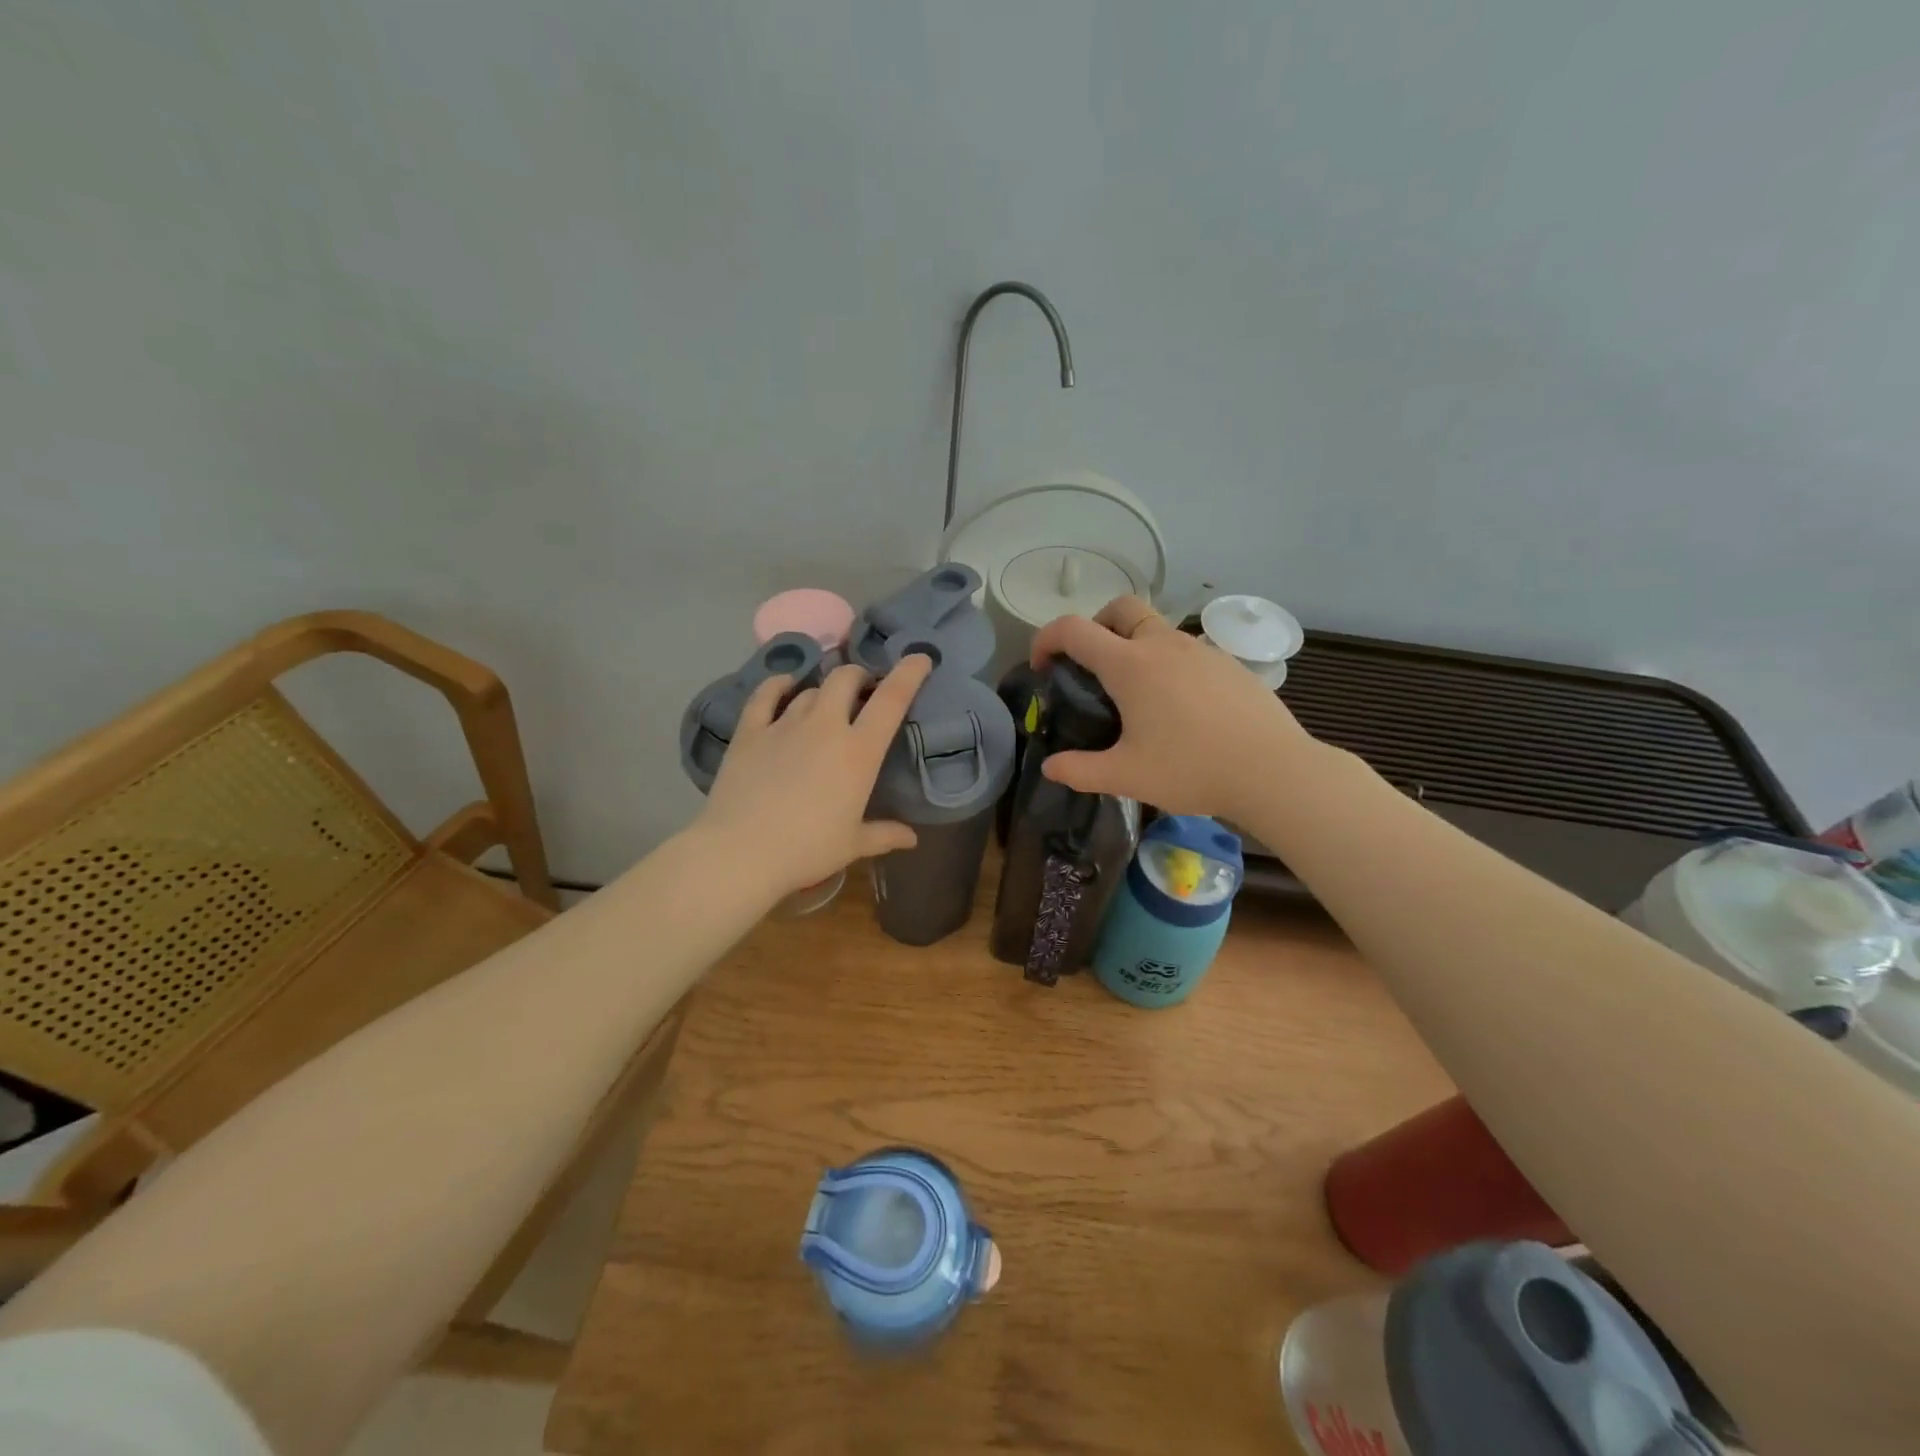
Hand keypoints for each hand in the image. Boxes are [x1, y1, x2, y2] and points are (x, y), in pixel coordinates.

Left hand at [695, 655, 934, 899]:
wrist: (741, 852)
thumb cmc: (807, 849)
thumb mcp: (852, 845)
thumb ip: (884, 834)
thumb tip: (911, 838)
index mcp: (859, 752)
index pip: (891, 699)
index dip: (909, 673)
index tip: (919, 658)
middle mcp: (825, 726)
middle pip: (845, 678)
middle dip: (859, 676)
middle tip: (863, 690)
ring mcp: (784, 724)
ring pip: (810, 689)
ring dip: (823, 691)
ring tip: (825, 704)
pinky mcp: (750, 731)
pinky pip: (766, 695)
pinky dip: (777, 684)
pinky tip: (783, 684)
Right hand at [1027, 596, 1319, 817]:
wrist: (1273, 770)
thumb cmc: (1192, 769)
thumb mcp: (1126, 776)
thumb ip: (1080, 770)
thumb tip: (1050, 767)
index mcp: (1130, 665)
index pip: (1073, 629)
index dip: (1046, 639)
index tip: (1041, 666)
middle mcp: (1163, 645)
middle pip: (1120, 608)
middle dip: (1096, 626)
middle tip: (1092, 667)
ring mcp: (1201, 650)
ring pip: (1157, 628)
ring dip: (1134, 645)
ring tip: (1137, 695)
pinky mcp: (1228, 664)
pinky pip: (1187, 650)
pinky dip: (1168, 663)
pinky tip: (1180, 707)